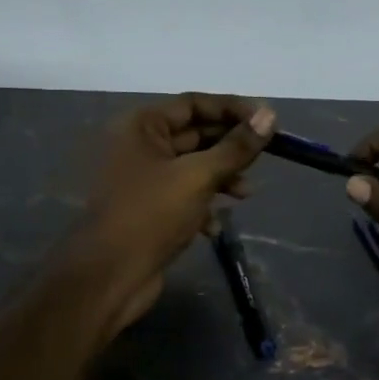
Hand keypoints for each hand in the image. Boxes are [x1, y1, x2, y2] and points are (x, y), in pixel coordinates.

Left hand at [68, 93, 275, 336]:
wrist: (110, 275)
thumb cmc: (151, 214)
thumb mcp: (198, 176)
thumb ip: (236, 147)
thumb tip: (269, 115)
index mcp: (142, 126)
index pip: (193, 103)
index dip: (232, 109)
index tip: (268, 121)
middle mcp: (139, 146)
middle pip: (195, 135)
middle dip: (230, 147)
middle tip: (264, 159)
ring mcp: (142, 180)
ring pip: (192, 168)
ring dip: (221, 178)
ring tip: (246, 195)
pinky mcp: (149, 210)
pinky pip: (183, 197)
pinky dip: (203, 206)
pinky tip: (216, 226)